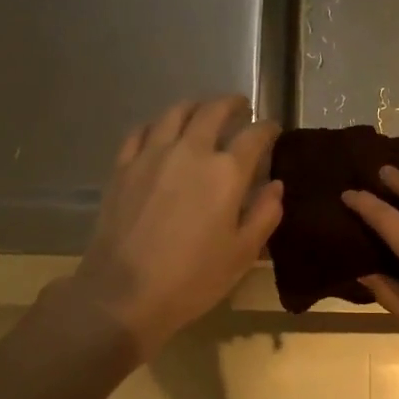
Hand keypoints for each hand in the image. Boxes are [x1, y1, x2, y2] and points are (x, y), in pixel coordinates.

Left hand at [67, 96, 282, 359]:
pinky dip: (158, 125)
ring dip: (195, 106)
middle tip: (241, 107)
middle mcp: (191, 151)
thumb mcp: (242, 254)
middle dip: (232, 104)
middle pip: (213, 111)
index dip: (268, 128)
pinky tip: (161, 132)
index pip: (255, 135)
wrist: (123, 294)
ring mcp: (152, 155)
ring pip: (176, 113)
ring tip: (203, 112)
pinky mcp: (123, 166)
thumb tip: (275, 186)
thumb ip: (264, 214)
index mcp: (226, 172)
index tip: (273, 129)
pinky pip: (141, 131)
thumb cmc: (192, 279)